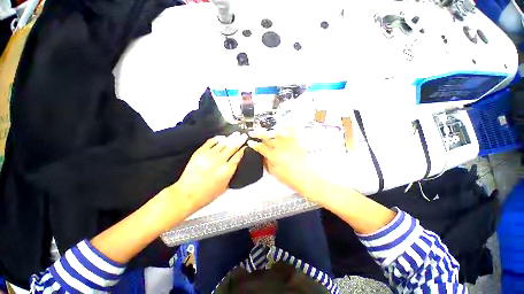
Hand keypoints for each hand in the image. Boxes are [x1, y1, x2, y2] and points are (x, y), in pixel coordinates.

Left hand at [176, 132, 247, 210]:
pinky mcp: (200, 152)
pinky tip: (222, 137)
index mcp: (227, 170)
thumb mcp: (225, 187)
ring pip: (223, 143)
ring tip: (236, 133)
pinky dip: (217, 138)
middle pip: (232, 147)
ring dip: (231, 138)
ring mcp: (209, 155)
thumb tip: (235, 164)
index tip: (246, 146)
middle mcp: (220, 160)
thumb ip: (231, 174)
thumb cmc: (207, 194)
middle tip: (244, 135)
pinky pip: (210, 142)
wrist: (187, 194)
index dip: (243, 149)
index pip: (238, 155)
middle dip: (240, 140)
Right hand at [247, 129, 318, 198]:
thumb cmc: (290, 177)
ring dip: (271, 129)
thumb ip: (267, 163)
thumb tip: (263, 157)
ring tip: (268, 129)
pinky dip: (288, 125)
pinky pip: (293, 130)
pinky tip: (284, 124)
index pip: (260, 147)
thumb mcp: (274, 173)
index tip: (250, 142)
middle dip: (257, 133)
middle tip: (253, 132)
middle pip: (266, 137)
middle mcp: (279, 147)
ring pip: (277, 131)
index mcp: (273, 156)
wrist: (305, 177)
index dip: (254, 144)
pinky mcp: (297, 141)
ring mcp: (289, 143)